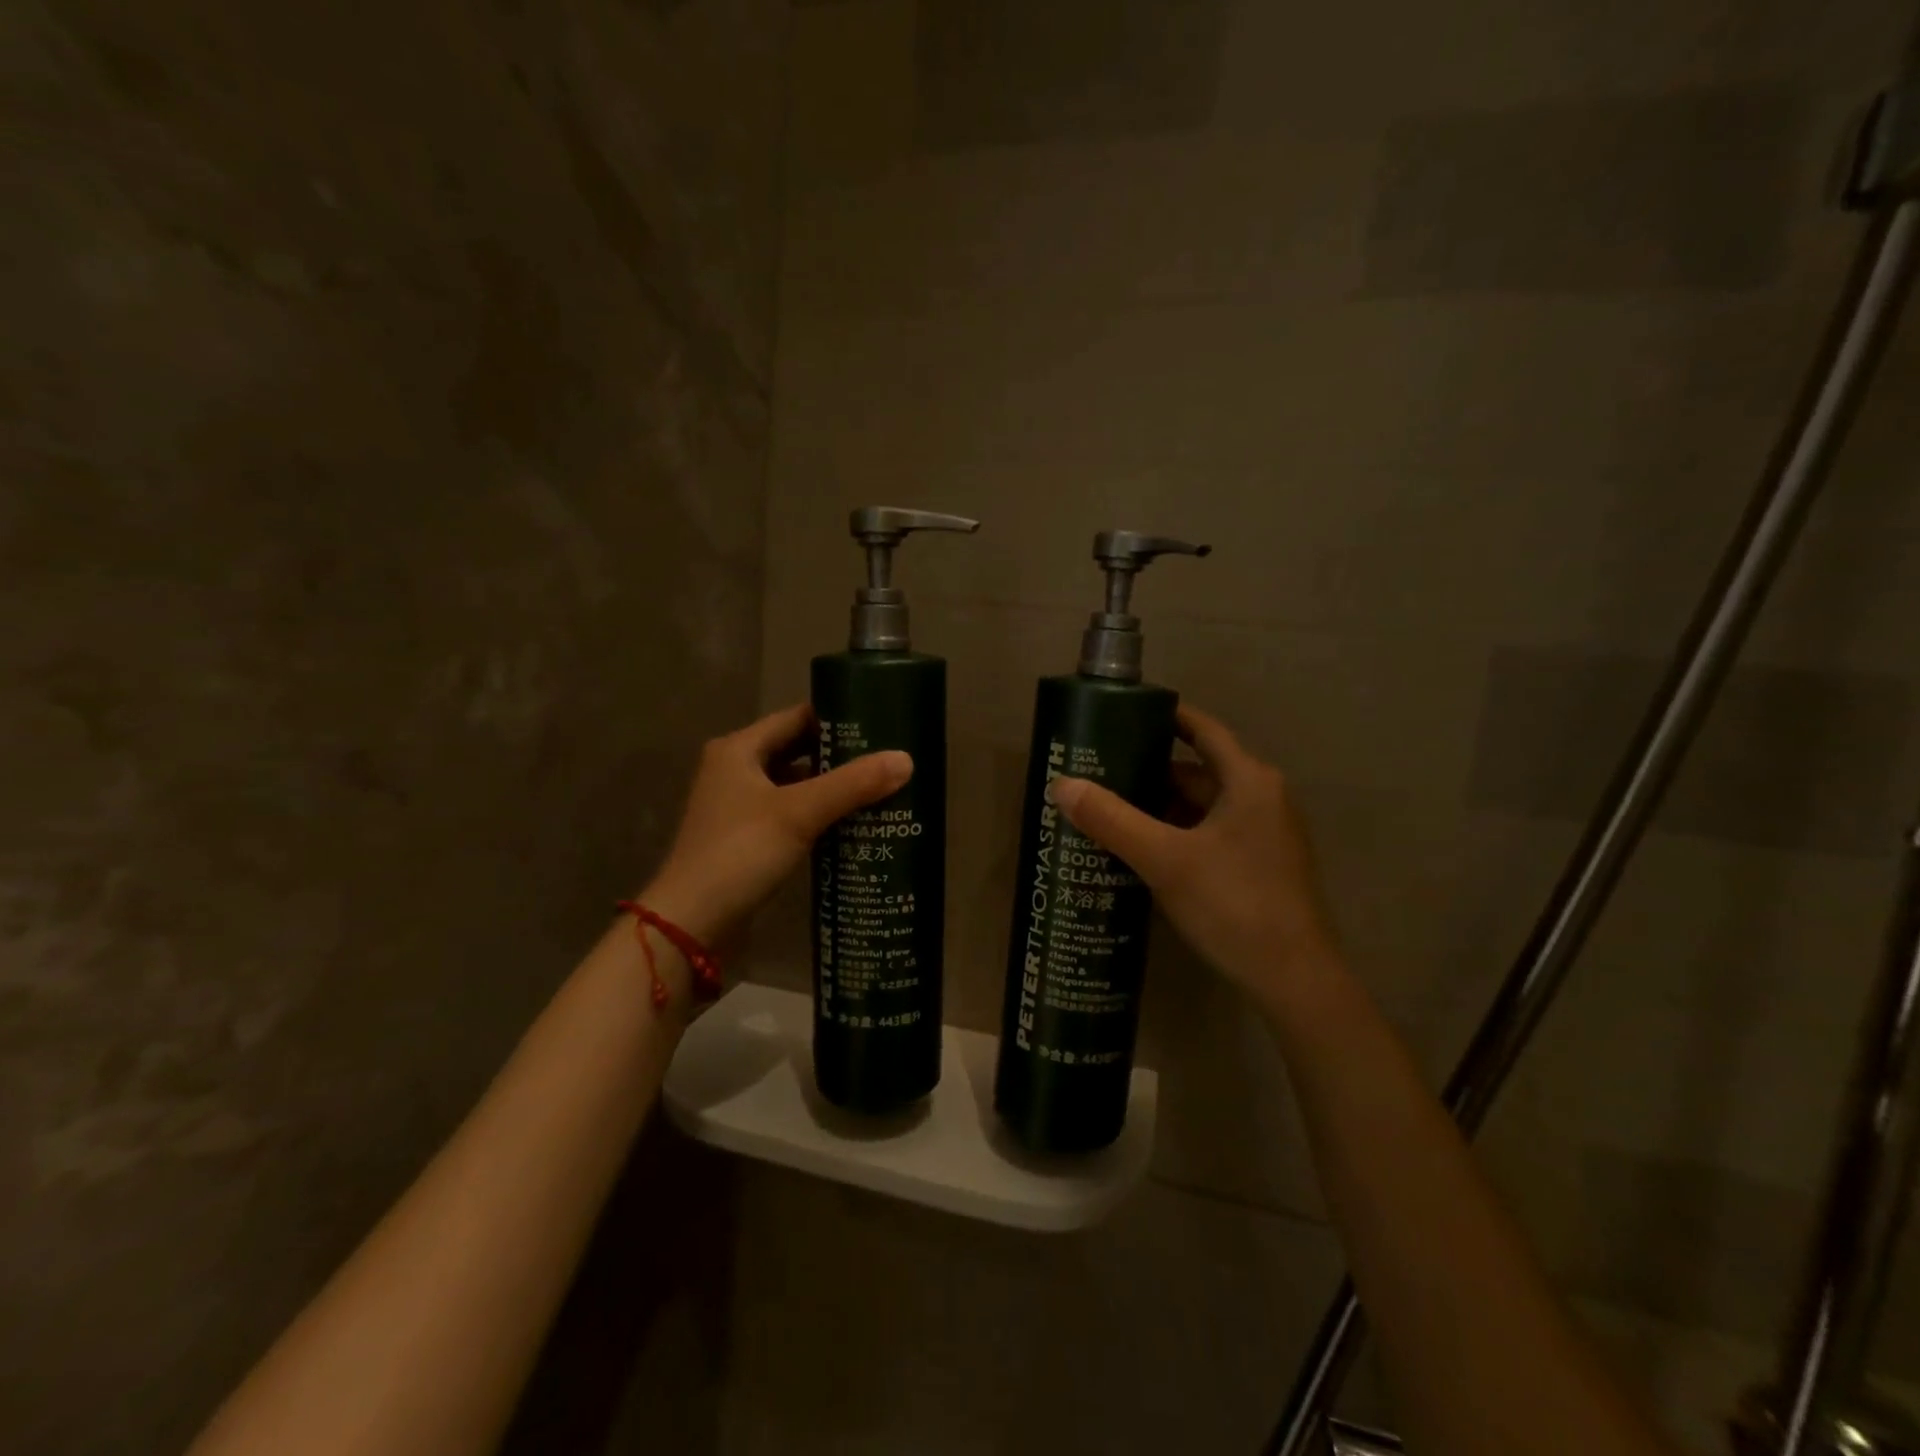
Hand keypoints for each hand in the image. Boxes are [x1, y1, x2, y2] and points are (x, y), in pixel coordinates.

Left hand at [643, 703, 911, 945]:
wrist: (690, 924)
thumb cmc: (740, 853)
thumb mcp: (799, 813)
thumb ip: (853, 784)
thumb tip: (906, 759)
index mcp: (739, 750)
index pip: (797, 718)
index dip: (837, 718)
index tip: (880, 723)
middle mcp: (736, 770)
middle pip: (797, 751)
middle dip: (840, 756)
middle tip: (887, 758)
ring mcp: (739, 807)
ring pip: (795, 785)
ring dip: (831, 787)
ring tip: (880, 788)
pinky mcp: (747, 838)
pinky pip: (790, 814)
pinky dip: (818, 815)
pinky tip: (852, 823)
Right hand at [1049, 705, 1338, 1009]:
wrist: (1294, 980)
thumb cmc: (1234, 904)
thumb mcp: (1164, 859)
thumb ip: (1111, 819)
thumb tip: (1062, 784)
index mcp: (1248, 780)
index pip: (1202, 729)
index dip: (1164, 717)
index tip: (1121, 715)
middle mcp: (1261, 798)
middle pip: (1196, 770)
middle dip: (1148, 771)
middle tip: (1098, 773)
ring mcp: (1264, 834)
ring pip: (1201, 806)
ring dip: (1159, 806)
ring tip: (1108, 810)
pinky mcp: (1259, 865)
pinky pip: (1209, 833)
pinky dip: (1176, 833)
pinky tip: (1140, 849)